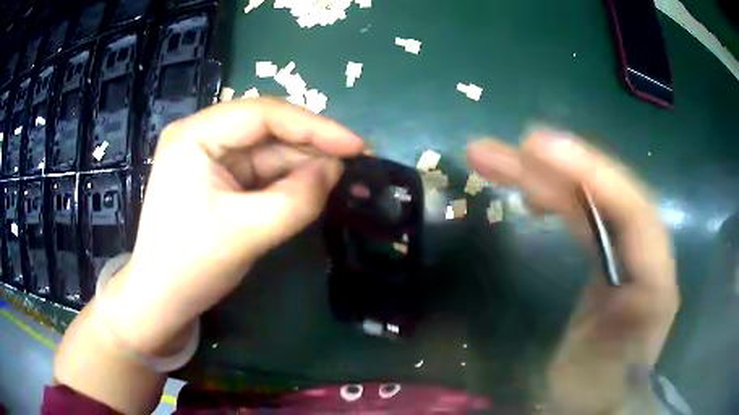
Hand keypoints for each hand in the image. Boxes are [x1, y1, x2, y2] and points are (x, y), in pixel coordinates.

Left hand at [106, 99, 363, 354]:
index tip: (356, 146)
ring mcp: (209, 158)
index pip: (262, 114)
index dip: (315, 127)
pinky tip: (314, 188)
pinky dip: (288, 181)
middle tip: (357, 162)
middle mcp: (202, 137)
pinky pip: (260, 172)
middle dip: (312, 147)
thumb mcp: (247, 232)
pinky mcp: (218, 179)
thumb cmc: (191, 266)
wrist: (162, 300)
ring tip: (344, 178)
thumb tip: (335, 170)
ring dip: (304, 165)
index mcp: (195, 135)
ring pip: (267, 152)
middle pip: (267, 130)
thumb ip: (298, 198)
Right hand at [467, 129, 678, 412]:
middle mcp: (644, 254)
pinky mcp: (604, 254)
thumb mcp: (601, 377)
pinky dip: (552, 198)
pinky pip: (579, 214)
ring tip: (492, 161)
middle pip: (605, 195)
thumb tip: (598, 306)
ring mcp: (623, 250)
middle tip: (504, 150)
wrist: (598, 398)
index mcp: (655, 281)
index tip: (537, 150)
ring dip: (543, 177)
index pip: (633, 210)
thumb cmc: (600, 391)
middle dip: (556, 168)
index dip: (592, 173)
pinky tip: (527, 194)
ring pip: (587, 199)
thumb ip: (609, 343)